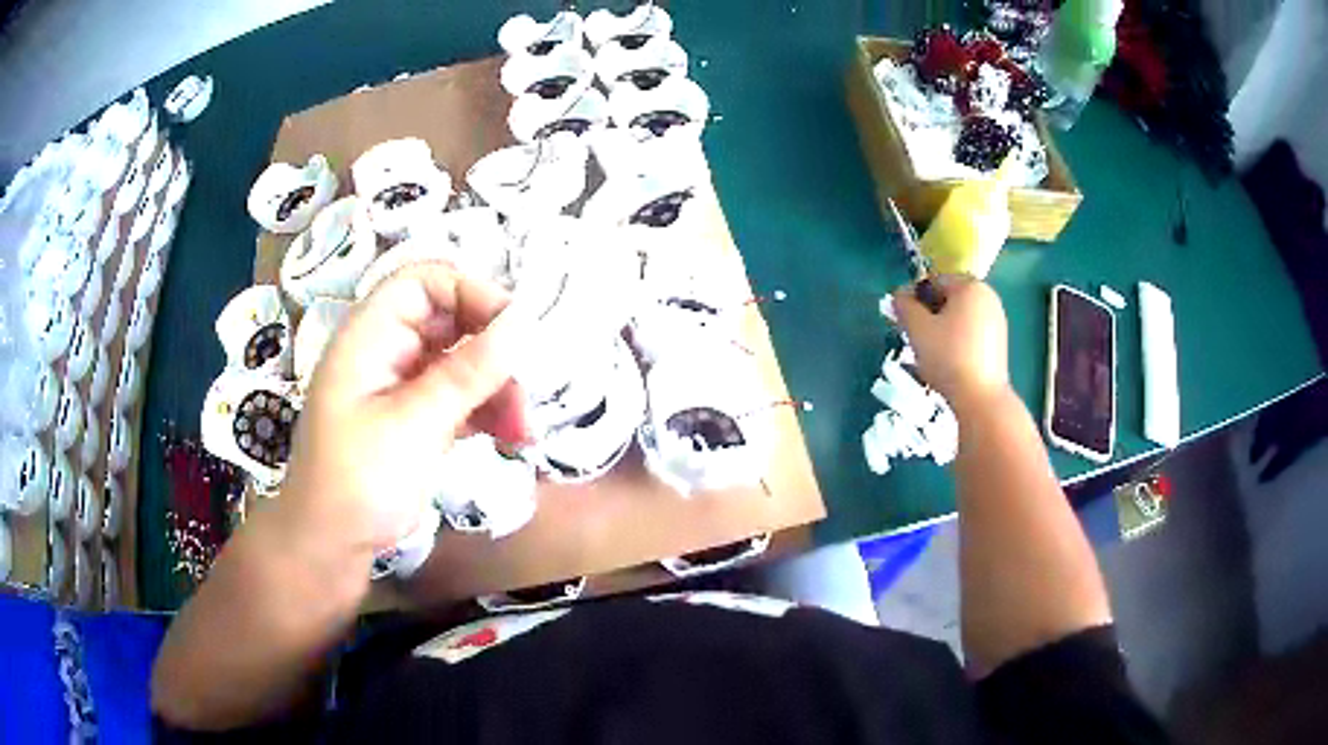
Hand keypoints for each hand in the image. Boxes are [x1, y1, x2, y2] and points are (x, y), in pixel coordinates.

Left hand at [281, 263, 531, 550]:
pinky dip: (486, 412)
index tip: (515, 331)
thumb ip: (468, 371)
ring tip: (524, 431)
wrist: (329, 545)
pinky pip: (459, 397)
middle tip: (526, 391)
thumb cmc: (358, 480)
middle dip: (494, 352)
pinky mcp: (413, 417)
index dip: (472, 293)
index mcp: (371, 334)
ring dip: (498, 389)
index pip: (426, 280)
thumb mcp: (415, 424)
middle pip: (451, 321)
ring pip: (461, 362)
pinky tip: (511, 438)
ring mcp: (401, 385)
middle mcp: (387, 349)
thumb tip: (523, 320)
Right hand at [892, 275, 1009, 411]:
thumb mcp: (917, 329)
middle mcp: (988, 297)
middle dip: (929, 313)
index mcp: (970, 286)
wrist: (980, 399)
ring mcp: (997, 321)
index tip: (903, 319)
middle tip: (915, 336)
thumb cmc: (948, 357)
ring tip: (930, 352)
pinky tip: (948, 362)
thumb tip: (899, 295)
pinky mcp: (999, 344)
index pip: (934, 280)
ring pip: (961, 317)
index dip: (914, 297)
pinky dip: (958, 340)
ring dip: (942, 328)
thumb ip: (904, 306)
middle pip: (950, 298)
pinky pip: (972, 332)